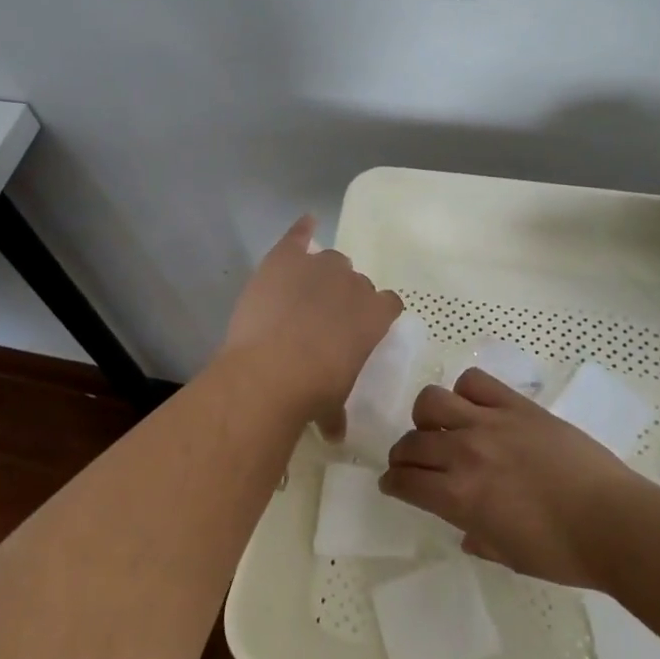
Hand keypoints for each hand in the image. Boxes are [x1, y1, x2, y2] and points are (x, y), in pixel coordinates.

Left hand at [218, 215, 402, 428]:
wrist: (271, 371)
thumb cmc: (312, 392)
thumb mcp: (332, 405)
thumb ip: (337, 411)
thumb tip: (335, 434)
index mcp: (374, 316)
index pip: (388, 304)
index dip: (375, 313)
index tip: (362, 328)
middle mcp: (352, 284)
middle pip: (356, 282)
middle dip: (344, 296)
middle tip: (325, 320)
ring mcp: (318, 266)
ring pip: (330, 259)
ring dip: (322, 274)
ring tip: (304, 293)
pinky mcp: (285, 258)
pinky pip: (299, 234)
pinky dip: (302, 230)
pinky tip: (305, 224)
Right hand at [380, 369, 643, 586]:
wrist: (613, 521)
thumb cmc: (562, 552)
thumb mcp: (510, 556)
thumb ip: (479, 538)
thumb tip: (465, 531)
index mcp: (460, 497)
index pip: (406, 481)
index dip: (392, 483)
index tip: (391, 484)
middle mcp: (465, 453)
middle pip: (412, 442)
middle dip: (403, 455)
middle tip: (411, 462)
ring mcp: (489, 423)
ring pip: (432, 402)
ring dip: (426, 417)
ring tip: (439, 427)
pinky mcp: (515, 405)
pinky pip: (474, 382)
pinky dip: (465, 391)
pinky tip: (474, 407)